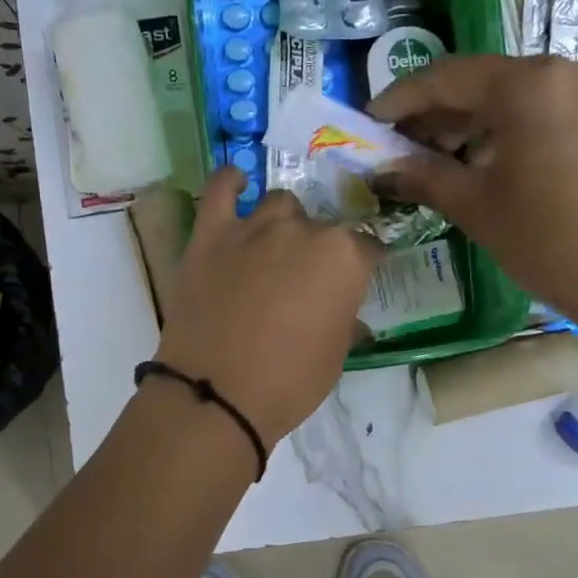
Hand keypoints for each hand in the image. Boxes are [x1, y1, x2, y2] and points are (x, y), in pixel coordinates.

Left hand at [154, 169, 380, 445]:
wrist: (217, 395)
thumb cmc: (290, 383)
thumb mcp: (336, 356)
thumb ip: (345, 319)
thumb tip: (347, 314)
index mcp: (344, 258)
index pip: (367, 247)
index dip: (363, 265)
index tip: (357, 279)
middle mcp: (304, 231)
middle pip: (322, 226)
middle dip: (320, 249)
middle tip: (307, 280)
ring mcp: (254, 227)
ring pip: (280, 204)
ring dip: (284, 222)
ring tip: (275, 248)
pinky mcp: (210, 234)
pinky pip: (220, 189)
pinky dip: (231, 182)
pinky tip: (238, 184)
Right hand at [371, 55, 577, 333]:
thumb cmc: (555, 243)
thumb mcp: (479, 208)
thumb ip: (425, 177)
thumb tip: (382, 168)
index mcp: (529, 83)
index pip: (445, 77)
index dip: (398, 100)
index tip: (366, 124)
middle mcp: (564, 71)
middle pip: (480, 83)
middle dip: (433, 115)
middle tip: (396, 151)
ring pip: (512, 100)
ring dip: (467, 126)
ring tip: (433, 165)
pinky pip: (541, 115)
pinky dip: (504, 135)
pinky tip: (482, 168)